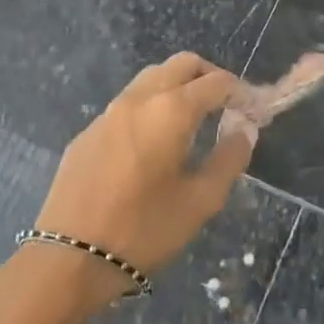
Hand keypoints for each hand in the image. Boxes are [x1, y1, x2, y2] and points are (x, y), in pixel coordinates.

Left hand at [35, 51, 254, 278]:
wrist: (69, 259)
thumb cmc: (144, 230)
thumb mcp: (200, 202)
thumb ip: (229, 159)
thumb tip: (244, 130)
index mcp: (171, 111)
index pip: (216, 82)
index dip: (241, 92)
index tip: (254, 110)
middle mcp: (139, 99)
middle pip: (182, 64)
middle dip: (210, 76)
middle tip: (226, 105)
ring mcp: (108, 112)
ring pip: (151, 77)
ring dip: (178, 86)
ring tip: (193, 120)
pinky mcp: (88, 132)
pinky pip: (128, 103)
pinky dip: (151, 106)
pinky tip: (153, 142)